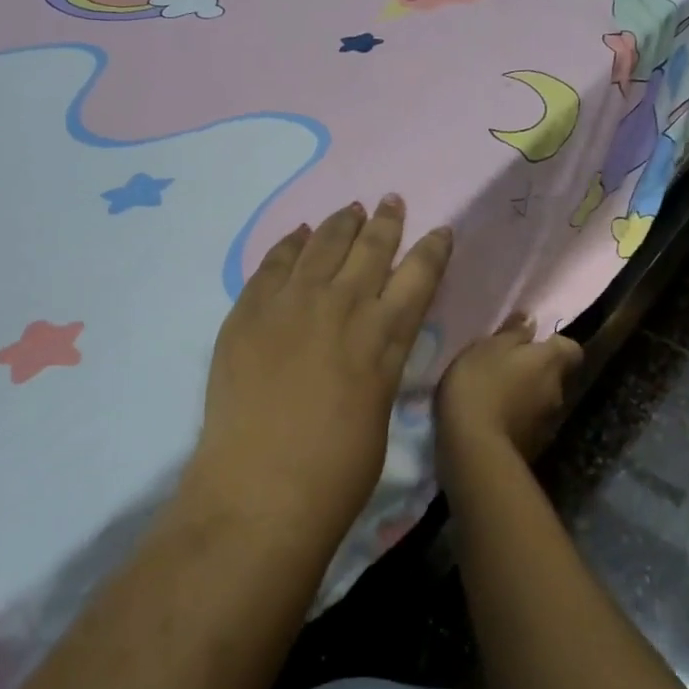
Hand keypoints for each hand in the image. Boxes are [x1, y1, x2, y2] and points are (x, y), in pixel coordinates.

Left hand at [187, 197, 451, 541]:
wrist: (261, 487)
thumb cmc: (336, 471)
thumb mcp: (379, 409)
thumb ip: (378, 364)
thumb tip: (370, 344)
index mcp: (385, 335)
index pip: (419, 275)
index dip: (432, 249)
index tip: (439, 231)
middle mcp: (344, 305)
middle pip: (371, 248)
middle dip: (386, 221)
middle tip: (391, 201)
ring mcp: (292, 302)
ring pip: (323, 244)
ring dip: (341, 223)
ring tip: (351, 207)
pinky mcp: (250, 309)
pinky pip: (275, 262)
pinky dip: (290, 243)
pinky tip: (300, 234)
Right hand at [436, 314, 582, 468]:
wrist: (474, 447)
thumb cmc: (479, 384)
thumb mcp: (487, 348)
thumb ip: (512, 333)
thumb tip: (532, 319)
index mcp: (550, 362)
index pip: (570, 348)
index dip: (553, 345)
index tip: (529, 344)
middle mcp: (559, 391)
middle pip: (554, 375)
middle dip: (535, 372)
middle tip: (504, 370)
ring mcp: (549, 423)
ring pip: (541, 401)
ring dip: (525, 397)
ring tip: (495, 397)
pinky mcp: (535, 447)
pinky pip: (529, 424)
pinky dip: (517, 420)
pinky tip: (492, 421)